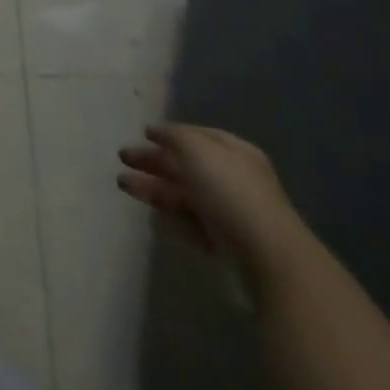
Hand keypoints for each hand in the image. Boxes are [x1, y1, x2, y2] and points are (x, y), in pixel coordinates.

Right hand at [118, 123, 307, 288]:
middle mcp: (232, 179)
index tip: (142, 134)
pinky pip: (190, 223)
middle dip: (153, 160)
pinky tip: (150, 215)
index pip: (197, 135)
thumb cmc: (230, 192)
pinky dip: (170, 217)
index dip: (169, 133)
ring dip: (152, 187)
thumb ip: (172, 135)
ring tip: (122, 184)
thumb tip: (155, 131)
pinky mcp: (223, 243)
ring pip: (183, 194)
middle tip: (122, 158)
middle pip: (186, 165)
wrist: (267, 258)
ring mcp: (228, 213)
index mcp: (233, 152)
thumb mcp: (197, 149)